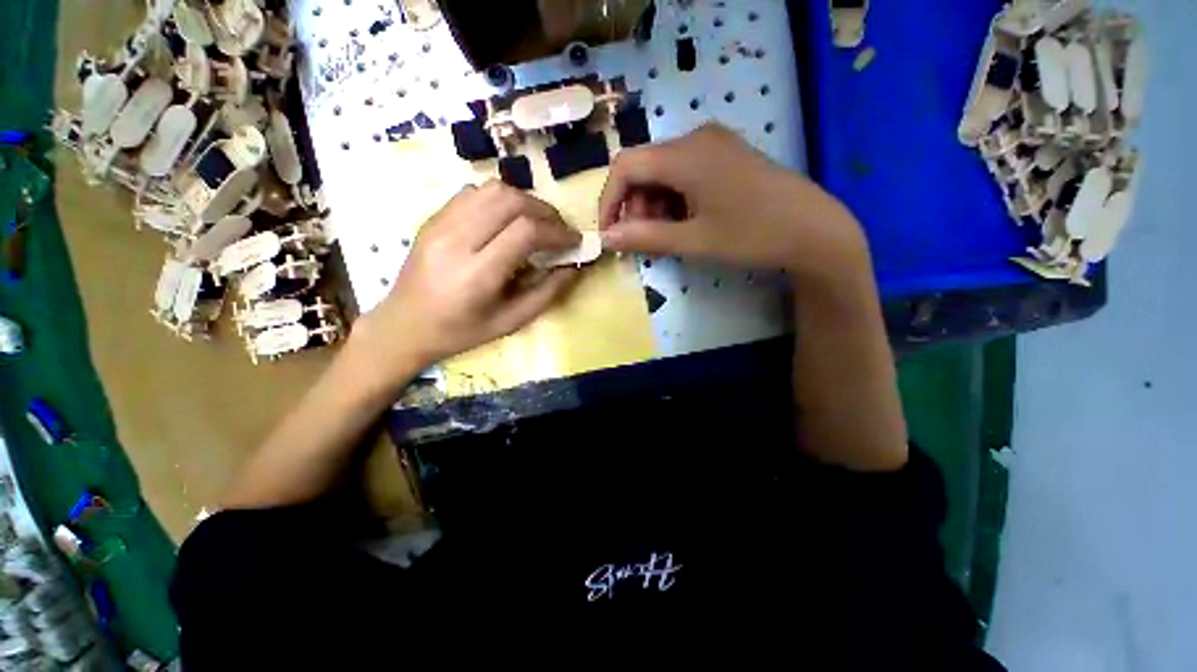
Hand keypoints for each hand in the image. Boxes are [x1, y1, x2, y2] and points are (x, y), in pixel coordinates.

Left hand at [353, 181, 580, 377]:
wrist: (404, 326)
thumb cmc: (461, 332)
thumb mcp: (511, 322)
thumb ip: (547, 293)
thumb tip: (573, 267)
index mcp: (477, 274)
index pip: (525, 232)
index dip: (557, 231)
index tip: (574, 240)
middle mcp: (456, 240)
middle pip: (510, 200)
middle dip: (545, 211)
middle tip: (559, 229)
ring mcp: (439, 224)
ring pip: (491, 189)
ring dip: (524, 200)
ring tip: (536, 222)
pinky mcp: (433, 218)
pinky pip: (473, 192)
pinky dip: (500, 199)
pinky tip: (506, 220)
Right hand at [599, 124, 869, 284]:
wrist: (814, 231)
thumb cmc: (752, 236)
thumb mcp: (693, 241)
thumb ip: (645, 237)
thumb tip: (606, 238)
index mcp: (685, 153)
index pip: (625, 166)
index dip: (609, 201)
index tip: (609, 233)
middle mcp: (696, 138)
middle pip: (644, 169)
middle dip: (635, 208)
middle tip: (644, 242)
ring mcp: (714, 144)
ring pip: (663, 174)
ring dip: (655, 207)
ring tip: (667, 238)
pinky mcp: (725, 156)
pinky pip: (684, 174)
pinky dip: (674, 201)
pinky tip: (685, 223)